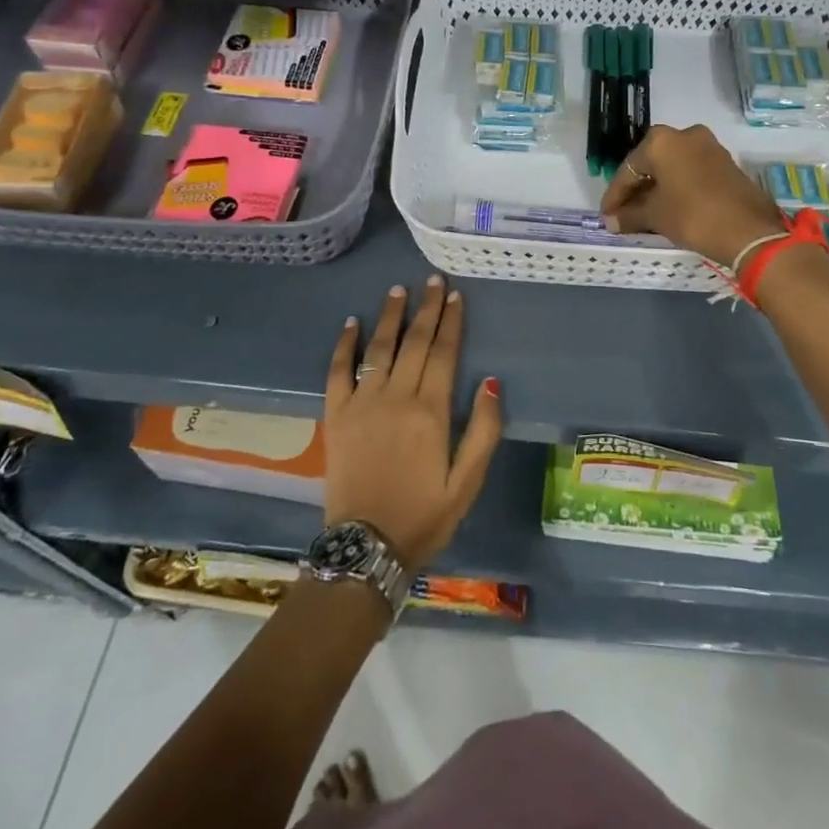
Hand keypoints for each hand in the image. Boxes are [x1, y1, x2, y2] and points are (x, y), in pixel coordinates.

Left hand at [323, 276, 502, 568]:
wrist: (366, 548)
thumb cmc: (424, 515)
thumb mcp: (467, 482)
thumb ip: (484, 430)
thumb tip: (492, 381)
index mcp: (431, 411)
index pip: (444, 353)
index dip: (452, 322)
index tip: (456, 295)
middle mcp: (396, 397)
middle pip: (415, 342)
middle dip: (427, 308)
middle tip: (432, 280)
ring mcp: (362, 403)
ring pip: (379, 348)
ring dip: (390, 316)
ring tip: (398, 290)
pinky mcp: (336, 416)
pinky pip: (338, 372)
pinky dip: (344, 345)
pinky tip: (352, 323)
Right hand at [600, 123, 785, 266]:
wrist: (749, 230)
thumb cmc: (693, 215)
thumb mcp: (656, 216)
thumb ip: (629, 215)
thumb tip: (610, 221)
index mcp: (661, 141)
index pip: (628, 169)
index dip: (615, 195)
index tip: (606, 216)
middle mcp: (684, 134)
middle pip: (650, 164)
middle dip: (635, 190)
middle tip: (622, 214)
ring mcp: (708, 146)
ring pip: (671, 167)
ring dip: (656, 189)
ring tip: (643, 214)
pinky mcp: (724, 162)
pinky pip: (689, 171)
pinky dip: (675, 187)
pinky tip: (667, 208)